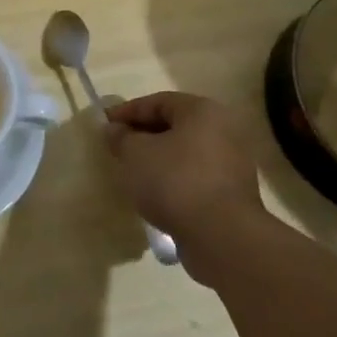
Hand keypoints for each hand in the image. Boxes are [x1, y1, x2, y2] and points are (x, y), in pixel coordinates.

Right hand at [104, 91, 271, 273]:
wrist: (221, 235)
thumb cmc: (174, 181)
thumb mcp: (135, 154)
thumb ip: (121, 137)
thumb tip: (114, 129)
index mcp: (202, 111)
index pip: (157, 102)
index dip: (127, 111)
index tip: (104, 124)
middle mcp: (224, 130)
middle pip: (174, 125)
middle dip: (143, 135)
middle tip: (117, 148)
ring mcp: (232, 162)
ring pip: (185, 152)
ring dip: (159, 158)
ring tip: (134, 172)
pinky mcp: (232, 192)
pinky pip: (195, 175)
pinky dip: (174, 178)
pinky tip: (155, 193)